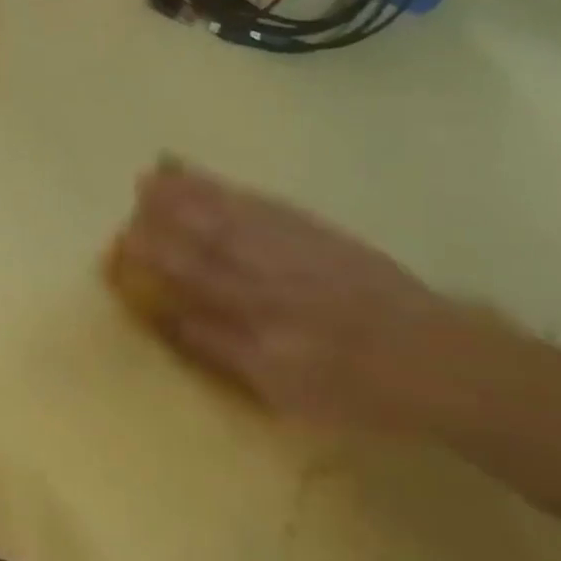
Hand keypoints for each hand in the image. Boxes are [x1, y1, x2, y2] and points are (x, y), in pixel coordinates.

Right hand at [114, 164, 449, 422]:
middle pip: (210, 237)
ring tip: (165, 170)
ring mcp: (299, 250)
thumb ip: (225, 351)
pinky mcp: (324, 236)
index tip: (123, 240)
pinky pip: (272, 207)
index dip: (156, 257)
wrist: (437, 360)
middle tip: (138, 186)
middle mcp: (271, 275)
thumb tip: (176, 319)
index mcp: (256, 317)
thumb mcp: (283, 390)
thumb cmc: (356, 390)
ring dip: (198, 192)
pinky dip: (240, 192)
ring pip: (237, 215)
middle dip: (169, 211)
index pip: (193, 280)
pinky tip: (221, 183)